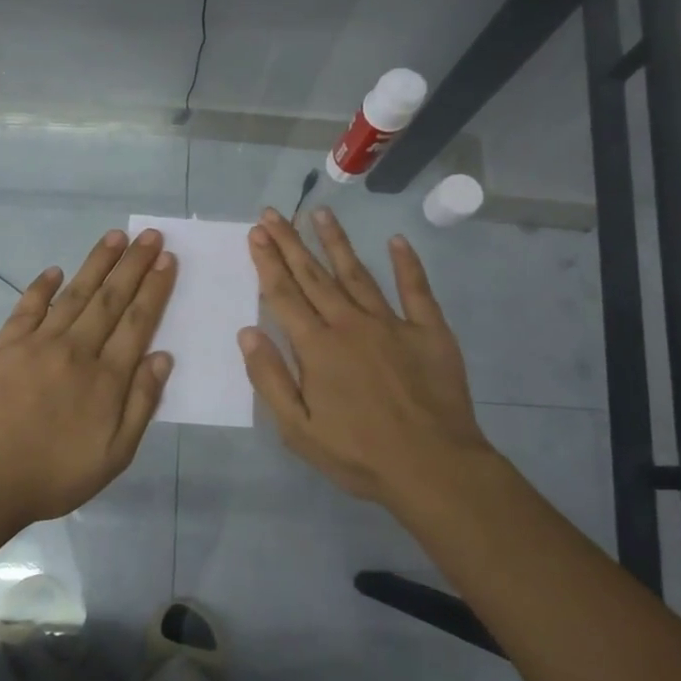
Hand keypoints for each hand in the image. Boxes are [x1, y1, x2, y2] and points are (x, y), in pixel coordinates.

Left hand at [0, 228, 175, 528]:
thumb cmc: (57, 474)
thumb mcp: (115, 454)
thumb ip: (141, 403)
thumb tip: (162, 356)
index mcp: (106, 378)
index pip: (137, 322)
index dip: (154, 288)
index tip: (166, 260)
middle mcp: (76, 350)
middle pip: (110, 299)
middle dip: (133, 264)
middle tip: (149, 235)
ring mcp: (37, 343)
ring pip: (74, 294)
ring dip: (97, 263)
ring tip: (115, 237)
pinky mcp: (4, 345)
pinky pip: (27, 307)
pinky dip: (42, 286)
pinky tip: (55, 270)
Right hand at [239, 207, 494, 513]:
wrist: (434, 469)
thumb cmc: (358, 454)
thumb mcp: (298, 429)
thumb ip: (270, 378)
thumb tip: (247, 332)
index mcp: (317, 347)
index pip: (284, 295)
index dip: (267, 262)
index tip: (255, 233)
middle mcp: (350, 324)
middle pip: (314, 276)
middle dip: (290, 242)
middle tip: (273, 213)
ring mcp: (392, 324)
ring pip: (357, 273)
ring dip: (336, 242)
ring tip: (319, 212)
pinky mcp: (429, 332)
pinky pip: (416, 289)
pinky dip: (407, 263)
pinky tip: (397, 240)